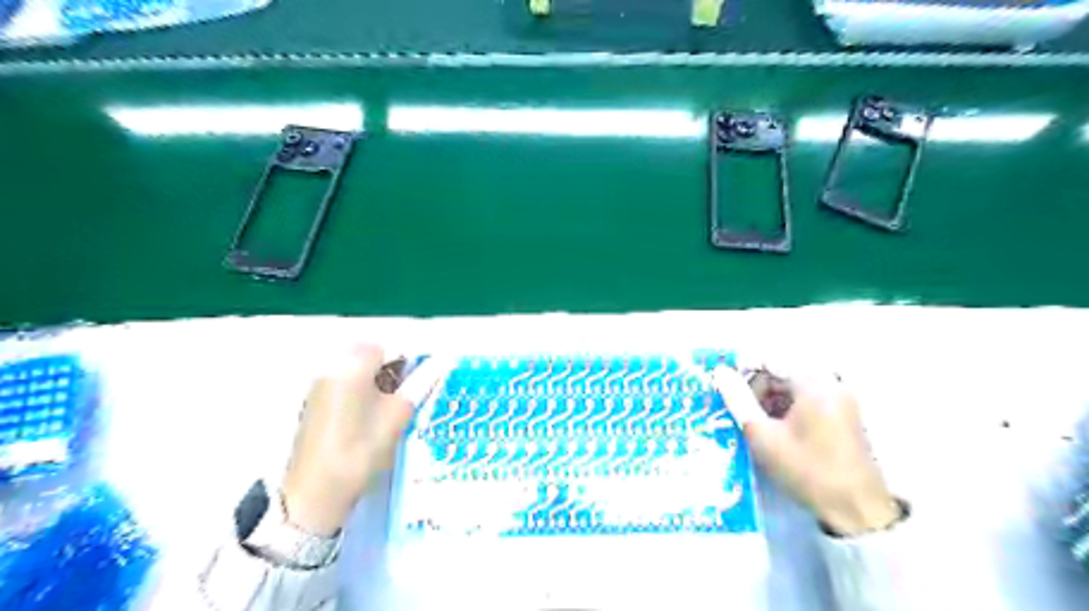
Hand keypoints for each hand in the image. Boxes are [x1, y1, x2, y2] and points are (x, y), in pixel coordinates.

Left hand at [279, 346, 441, 536]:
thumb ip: (421, 383)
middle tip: (413, 391)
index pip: (390, 346)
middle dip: (395, 367)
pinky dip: (364, 389)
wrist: (316, 494)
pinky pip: (347, 382)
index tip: (427, 375)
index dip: (412, 357)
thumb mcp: (397, 415)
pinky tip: (374, 414)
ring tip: (396, 405)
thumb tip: (442, 361)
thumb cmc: (361, 450)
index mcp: (352, 366)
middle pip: (372, 354)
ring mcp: (321, 384)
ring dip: (380, 378)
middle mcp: (333, 367)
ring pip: (360, 369)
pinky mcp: (317, 401)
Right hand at [711, 366, 897, 535]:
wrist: (856, 511)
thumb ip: (738, 400)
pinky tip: (773, 429)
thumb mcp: (763, 435)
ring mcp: (839, 398)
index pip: (769, 360)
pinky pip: (805, 398)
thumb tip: (719, 372)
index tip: (722, 386)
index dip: (742, 370)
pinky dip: (785, 408)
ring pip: (792, 386)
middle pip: (782, 371)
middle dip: (755, 387)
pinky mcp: (842, 414)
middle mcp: (830, 382)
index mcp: (813, 382)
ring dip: (769, 398)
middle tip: (736, 409)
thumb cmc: (806, 469)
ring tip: (751, 422)